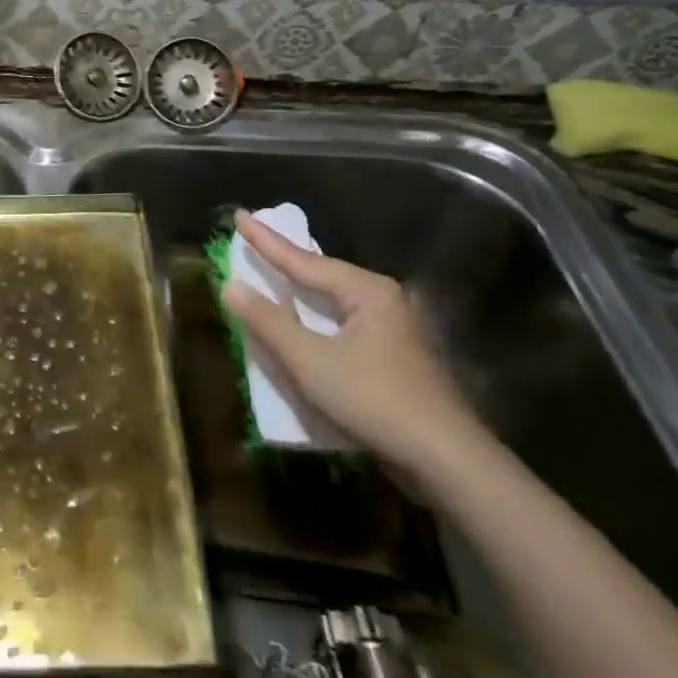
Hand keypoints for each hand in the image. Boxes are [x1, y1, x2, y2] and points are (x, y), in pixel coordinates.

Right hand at [221, 212, 481, 474]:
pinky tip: (307, 322)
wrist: (447, 462)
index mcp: (366, 291)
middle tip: (255, 239)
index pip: (303, 260)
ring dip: (302, 292)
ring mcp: (395, 330)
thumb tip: (231, 285)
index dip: (266, 240)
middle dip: (287, 260)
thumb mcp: (310, 360)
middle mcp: (384, 300)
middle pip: (323, 275)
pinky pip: (345, 325)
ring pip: (335, 301)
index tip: (239, 215)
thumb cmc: (374, 400)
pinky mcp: (397, 358)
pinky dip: (318, 319)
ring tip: (274, 274)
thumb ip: (268, 321)